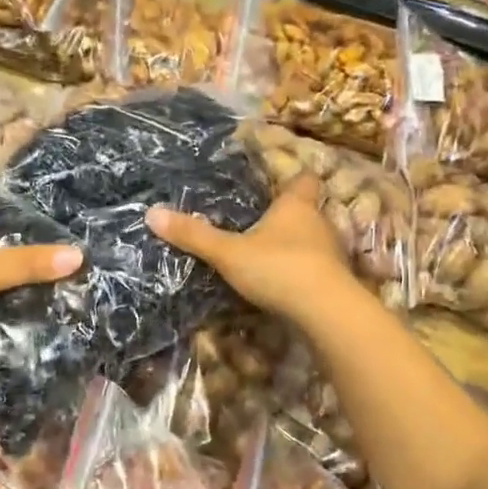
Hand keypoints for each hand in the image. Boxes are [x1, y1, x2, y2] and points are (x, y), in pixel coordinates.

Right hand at [147, 175, 355, 321]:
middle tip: (262, 220)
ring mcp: (331, 253)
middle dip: (288, 215)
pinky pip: (316, 268)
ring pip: (313, 240)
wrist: (327, 312)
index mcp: (295, 206)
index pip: (303, 179)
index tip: (280, 178)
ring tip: (268, 253)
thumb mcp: (228, 253)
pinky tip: (284, 283)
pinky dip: (302, 272)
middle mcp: (318, 223)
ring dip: (295, 245)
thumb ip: (194, 235)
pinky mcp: (335, 281)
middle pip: (307, 210)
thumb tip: (151, 212)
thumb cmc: (278, 267)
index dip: (293, 177)